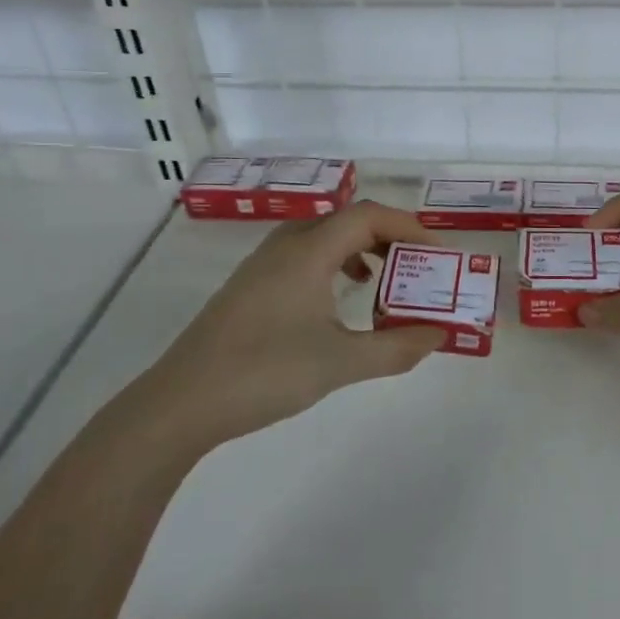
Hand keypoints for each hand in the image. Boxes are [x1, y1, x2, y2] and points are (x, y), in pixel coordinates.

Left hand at [140, 201, 447, 448]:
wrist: (181, 403)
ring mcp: (263, 265)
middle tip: (418, 266)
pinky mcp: (250, 286)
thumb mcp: (340, 363)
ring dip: (360, 249)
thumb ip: (395, 348)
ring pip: (323, 237)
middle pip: (347, 220)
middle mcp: (286, 245)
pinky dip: (334, 264)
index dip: (408, 226)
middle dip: (389, 237)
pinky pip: (304, 256)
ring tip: (384, 280)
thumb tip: (438, 335)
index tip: (438, 251)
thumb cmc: (265, 372)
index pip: (369, 215)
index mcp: (309, 250)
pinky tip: (339, 300)